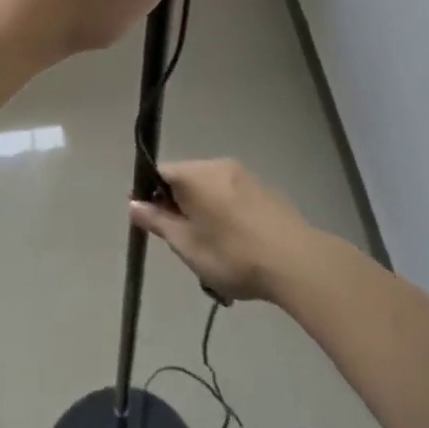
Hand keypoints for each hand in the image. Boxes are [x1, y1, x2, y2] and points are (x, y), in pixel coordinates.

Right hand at [128, 159, 313, 302]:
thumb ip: (158, 222)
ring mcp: (245, 176)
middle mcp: (219, 165)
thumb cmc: (233, 254)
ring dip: (203, 212)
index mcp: (196, 174)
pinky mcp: (264, 190)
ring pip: (210, 189)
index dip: (150, 195)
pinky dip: (224, 214)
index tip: (151, 223)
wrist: (296, 262)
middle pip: (186, 179)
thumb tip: (133, 203)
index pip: (161, 172)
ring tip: (211, 251)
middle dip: (178, 207)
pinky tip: (236, 246)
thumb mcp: (187, 245)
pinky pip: (231, 195)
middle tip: (183, 243)